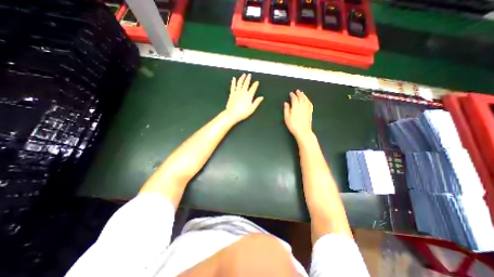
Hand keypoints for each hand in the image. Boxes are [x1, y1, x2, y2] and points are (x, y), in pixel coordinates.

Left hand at [226, 74, 261, 123]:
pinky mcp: (232, 94)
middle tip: (249, 75)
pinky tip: (234, 79)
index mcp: (249, 96)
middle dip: (248, 79)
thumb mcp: (252, 109)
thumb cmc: (242, 113)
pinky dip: (233, 82)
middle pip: (246, 83)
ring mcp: (237, 92)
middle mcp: (243, 92)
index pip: (253, 88)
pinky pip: (233, 86)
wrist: (232, 114)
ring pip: (240, 83)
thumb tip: (261, 97)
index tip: (257, 82)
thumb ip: (257, 102)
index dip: (255, 84)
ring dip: (242, 78)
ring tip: (244, 74)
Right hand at [284, 90, 313, 140]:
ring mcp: (307, 108)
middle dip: (299, 93)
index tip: (291, 93)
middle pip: (301, 97)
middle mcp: (302, 106)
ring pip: (306, 99)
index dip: (292, 95)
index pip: (294, 98)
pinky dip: (308, 100)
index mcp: (296, 106)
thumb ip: (286, 109)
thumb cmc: (293, 125)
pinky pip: (310, 104)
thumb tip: (286, 104)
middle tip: (297, 91)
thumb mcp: (287, 117)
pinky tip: (308, 100)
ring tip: (302, 93)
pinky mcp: (310, 112)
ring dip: (304, 95)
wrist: (303, 131)